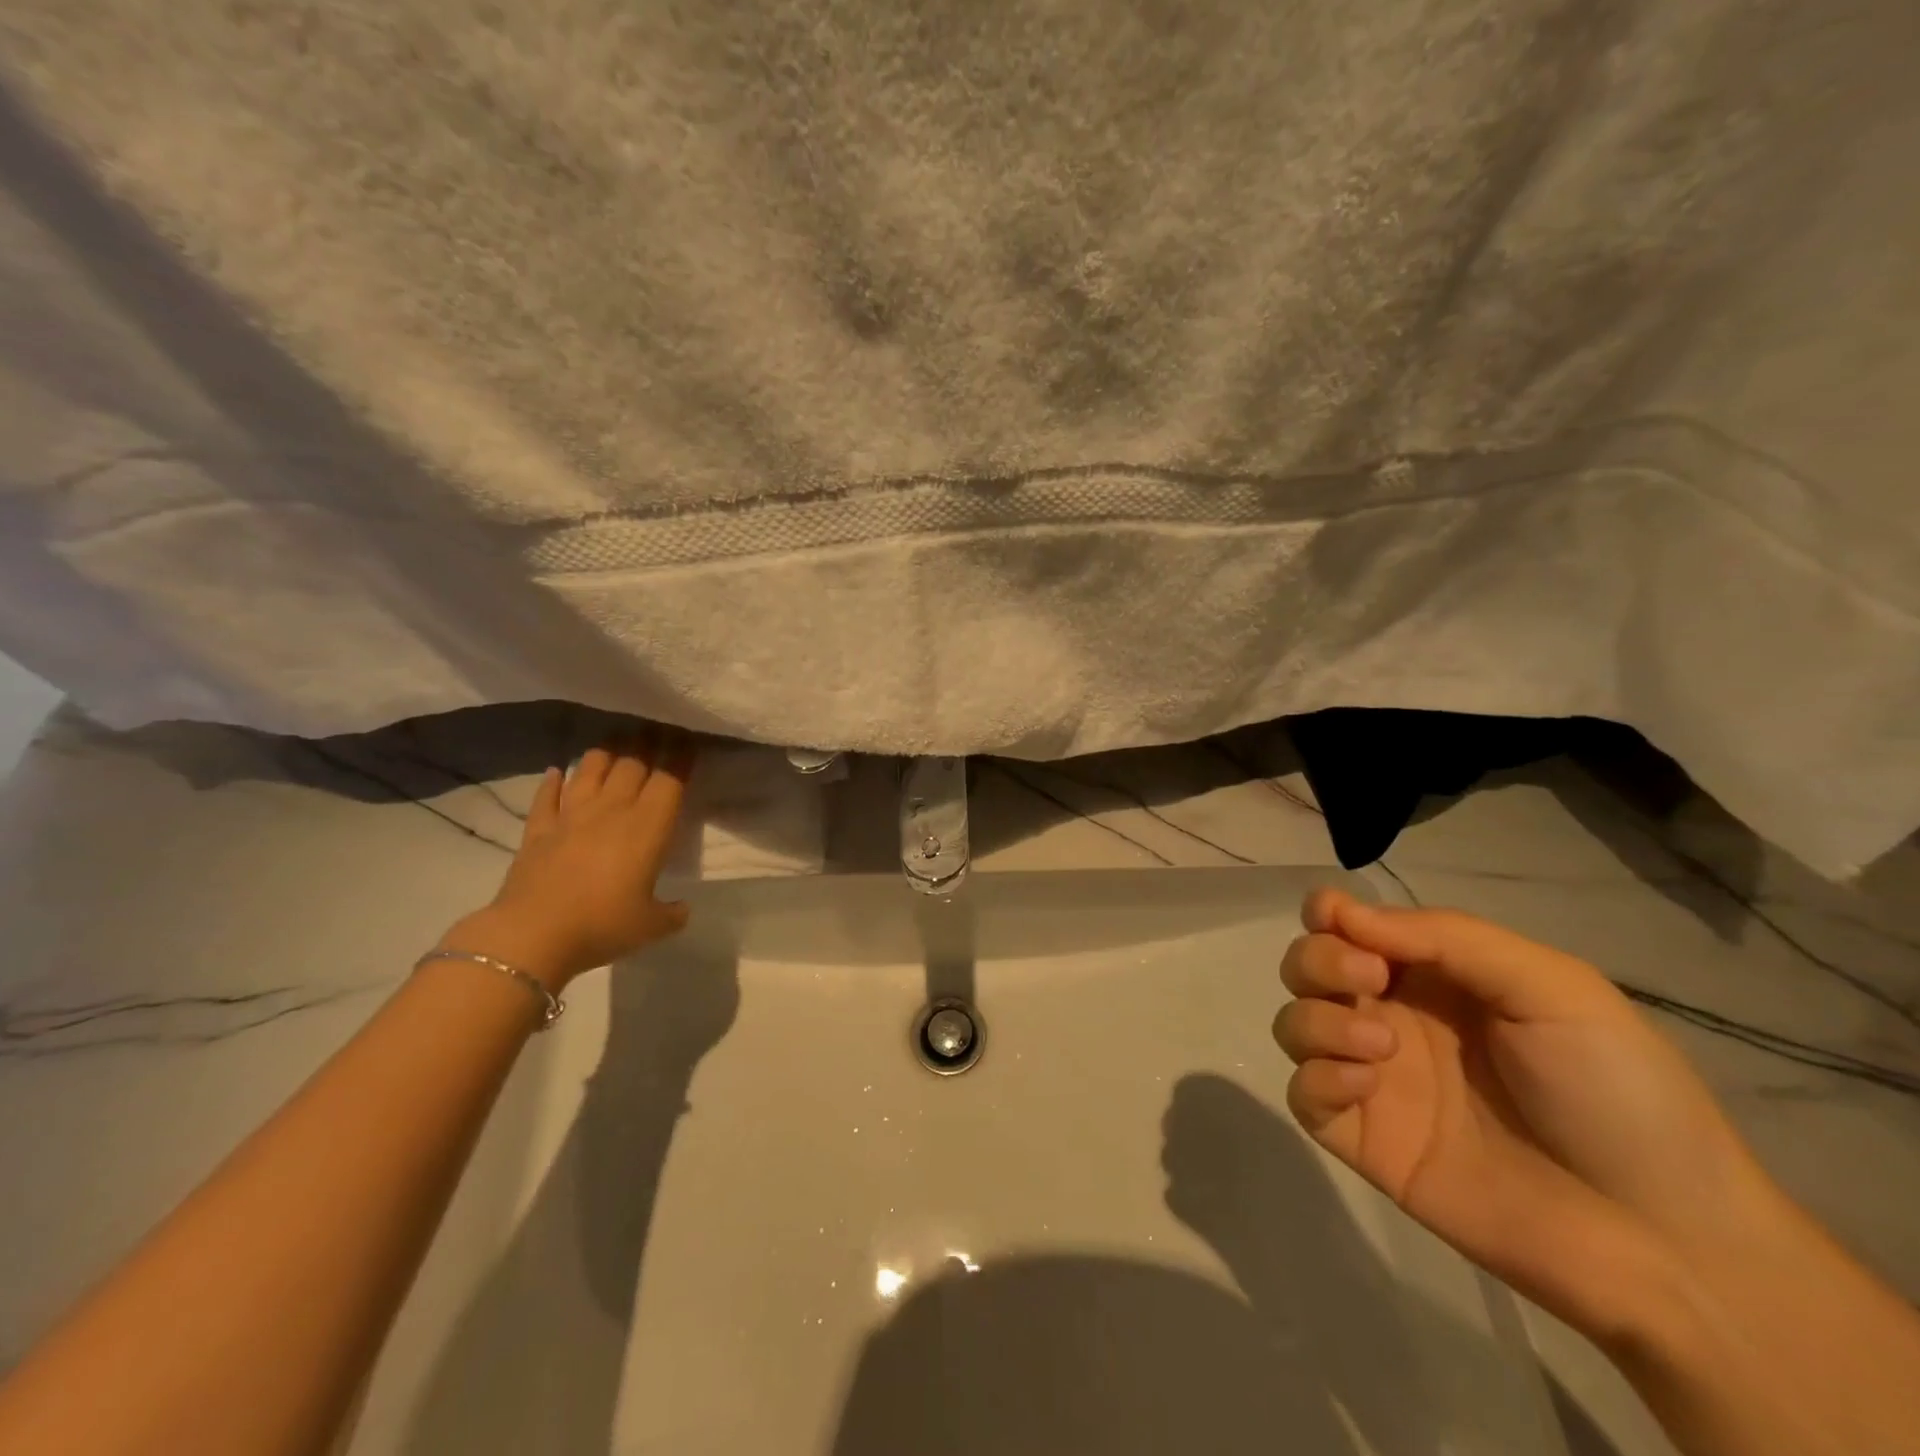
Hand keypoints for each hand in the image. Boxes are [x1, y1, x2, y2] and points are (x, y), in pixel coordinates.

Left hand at [443, 731, 695, 988]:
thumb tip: (682, 909)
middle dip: (649, 742)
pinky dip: (553, 781)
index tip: (689, 740)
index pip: (670, 779)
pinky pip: (547, 796)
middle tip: (658, 730)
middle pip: (633, 763)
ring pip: (592, 768)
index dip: (681, 757)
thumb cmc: (603, 925)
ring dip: (607, 752)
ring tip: (616, 743)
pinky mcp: (538, 830)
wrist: (534, 935)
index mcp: (648, 826)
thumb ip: (672, 913)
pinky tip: (557, 771)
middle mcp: (613, 809)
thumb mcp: (651, 925)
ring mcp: (572, 815)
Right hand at [1274, 888, 1778, 1345]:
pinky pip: (1302, 1093)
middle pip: (1308, 966)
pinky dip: (1317, 1076)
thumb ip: (1446, 936)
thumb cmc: (1616, 1092)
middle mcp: (1395, 1017)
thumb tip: (1341, 912)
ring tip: (1378, 1045)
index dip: (1328, 913)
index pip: (1351, 926)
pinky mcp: (1365, 1139)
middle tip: (1368, 980)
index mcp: (1437, 977)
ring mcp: (1376, 1081)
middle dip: (1318, 961)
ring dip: (1317, 1018)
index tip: (1334, 921)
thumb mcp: (1552, 987)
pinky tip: (1365, 1085)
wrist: (1664, 1242)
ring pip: (1294, 1023)